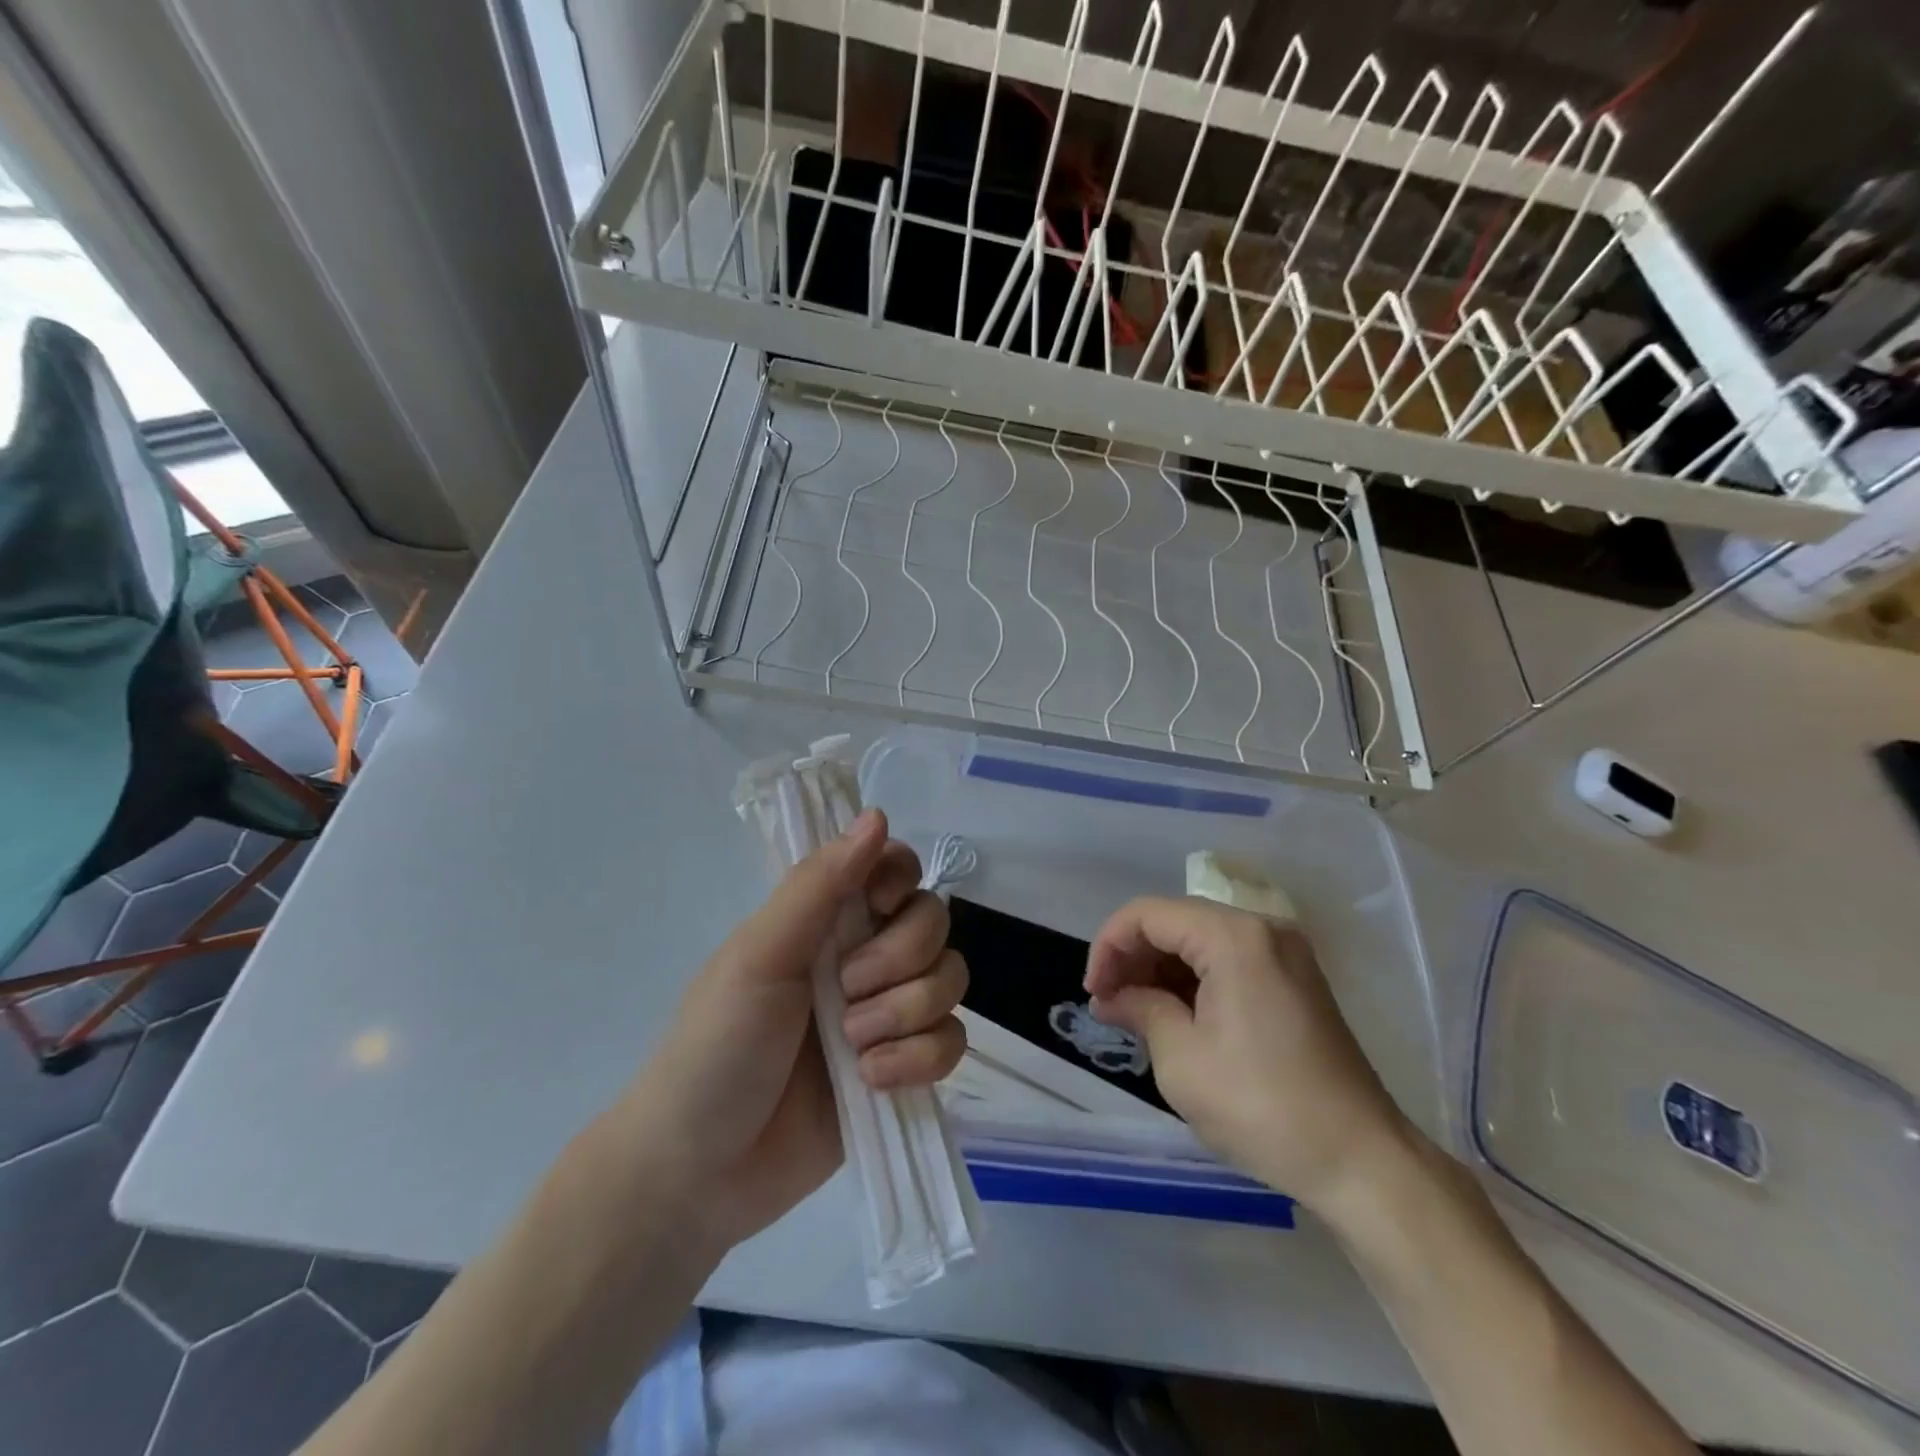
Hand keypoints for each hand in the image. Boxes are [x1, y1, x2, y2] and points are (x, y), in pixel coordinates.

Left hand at [619, 809, 967, 1252]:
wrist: (702, 1172)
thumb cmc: (717, 1047)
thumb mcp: (760, 955)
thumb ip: (818, 885)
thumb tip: (878, 815)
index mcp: (826, 919)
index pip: (895, 867)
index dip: (900, 880)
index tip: (877, 906)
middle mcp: (865, 955)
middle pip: (934, 920)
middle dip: (899, 960)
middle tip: (847, 993)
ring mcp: (888, 1013)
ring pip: (951, 979)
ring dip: (907, 1014)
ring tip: (854, 1048)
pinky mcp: (905, 1068)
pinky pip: (952, 1041)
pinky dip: (919, 1060)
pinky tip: (873, 1081)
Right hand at [1084, 896, 1412, 1223]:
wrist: (1361, 1162)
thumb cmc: (1262, 1107)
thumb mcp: (1182, 1060)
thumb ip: (1140, 1010)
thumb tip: (1111, 998)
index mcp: (1234, 937)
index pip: (1147, 914)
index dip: (1108, 946)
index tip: (1093, 992)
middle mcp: (1262, 929)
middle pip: (1175, 921)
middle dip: (1134, 957)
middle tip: (1110, 1005)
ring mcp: (1285, 953)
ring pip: (1201, 939)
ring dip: (1162, 969)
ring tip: (1136, 1013)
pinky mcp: (1296, 979)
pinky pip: (1229, 960)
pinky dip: (1195, 979)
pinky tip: (1175, 1015)